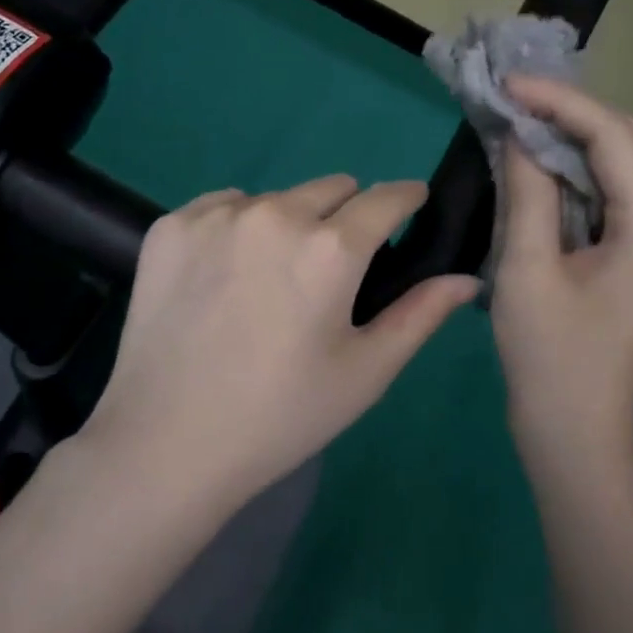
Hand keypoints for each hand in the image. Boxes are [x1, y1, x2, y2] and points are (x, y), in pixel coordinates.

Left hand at [84, 176, 480, 511]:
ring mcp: (217, 215)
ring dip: (288, 223)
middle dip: (344, 217)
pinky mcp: (170, 225)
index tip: (411, 208)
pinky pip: (223, 205)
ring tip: (269, 281)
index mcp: (331, 248)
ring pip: (276, 197)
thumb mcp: (364, 371)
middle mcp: (275, 213)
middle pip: (332, 187)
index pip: (387, 196)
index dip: (406, 199)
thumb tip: (467, 277)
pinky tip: (222, 278)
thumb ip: (420, 314)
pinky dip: (236, 228)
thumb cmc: (281, 415)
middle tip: (329, 271)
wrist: (165, 445)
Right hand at [491, 77, 632, 476]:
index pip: (612, 139)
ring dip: (579, 135)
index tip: (508, 86)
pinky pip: (608, 191)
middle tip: (520, 102)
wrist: (572, 432)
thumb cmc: (549, 358)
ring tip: (526, 120)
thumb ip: (526, 193)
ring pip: (624, 163)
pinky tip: (537, 161)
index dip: (561, 102)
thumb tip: (517, 134)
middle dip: (578, 111)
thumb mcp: (527, 269)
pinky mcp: (627, 255)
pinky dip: (575, 166)